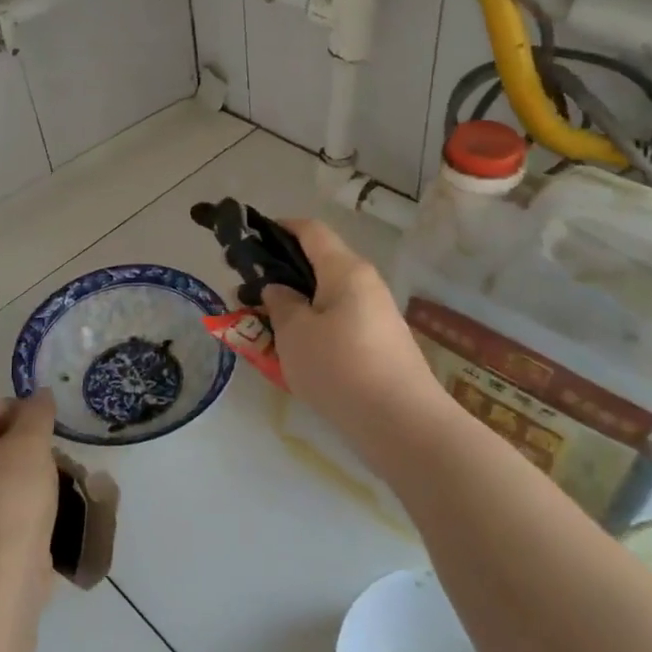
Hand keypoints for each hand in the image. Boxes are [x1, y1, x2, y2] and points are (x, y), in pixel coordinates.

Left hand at [0, 387, 58, 600]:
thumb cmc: (10, 497)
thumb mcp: (30, 442)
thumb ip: (36, 411)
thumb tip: (39, 395)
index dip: (3, 411)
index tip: (34, 424)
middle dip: (12, 447)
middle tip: (44, 453)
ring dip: (14, 480)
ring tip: (47, 486)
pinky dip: (11, 512)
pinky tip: (37, 517)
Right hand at [260, 219, 442, 435]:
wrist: (402, 425)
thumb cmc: (340, 367)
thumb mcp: (294, 333)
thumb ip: (280, 304)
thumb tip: (280, 289)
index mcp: (345, 270)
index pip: (312, 231)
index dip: (281, 227)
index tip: (252, 238)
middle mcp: (366, 285)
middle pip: (320, 265)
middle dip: (283, 275)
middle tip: (249, 296)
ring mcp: (377, 316)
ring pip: (328, 300)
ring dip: (298, 308)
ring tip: (267, 331)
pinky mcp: (381, 346)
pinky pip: (340, 325)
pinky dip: (315, 331)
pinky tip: (298, 358)